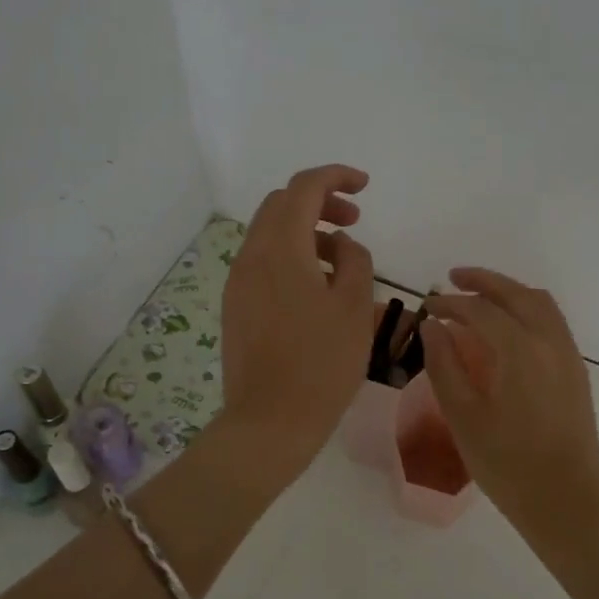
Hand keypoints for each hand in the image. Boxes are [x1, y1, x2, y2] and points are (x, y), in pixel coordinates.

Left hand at [220, 164, 375, 483]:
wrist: (270, 422)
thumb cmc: (322, 364)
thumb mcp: (355, 308)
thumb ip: (355, 261)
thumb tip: (342, 245)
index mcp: (281, 249)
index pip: (303, 188)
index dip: (335, 177)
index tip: (364, 186)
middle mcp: (251, 257)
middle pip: (280, 205)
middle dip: (319, 201)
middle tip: (353, 220)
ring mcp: (238, 283)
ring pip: (269, 234)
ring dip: (304, 230)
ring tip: (339, 258)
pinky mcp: (235, 306)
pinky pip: (262, 262)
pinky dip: (290, 255)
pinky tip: (314, 286)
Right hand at [422, 268, 598, 536]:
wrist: (566, 501)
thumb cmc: (507, 464)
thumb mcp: (464, 416)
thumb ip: (444, 365)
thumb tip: (433, 326)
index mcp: (519, 350)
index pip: (480, 310)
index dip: (450, 303)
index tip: (427, 306)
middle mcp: (549, 341)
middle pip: (516, 293)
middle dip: (483, 281)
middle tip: (452, 279)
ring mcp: (568, 354)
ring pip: (540, 303)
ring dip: (509, 291)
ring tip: (480, 296)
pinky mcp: (576, 371)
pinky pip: (552, 321)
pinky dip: (527, 309)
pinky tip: (508, 326)